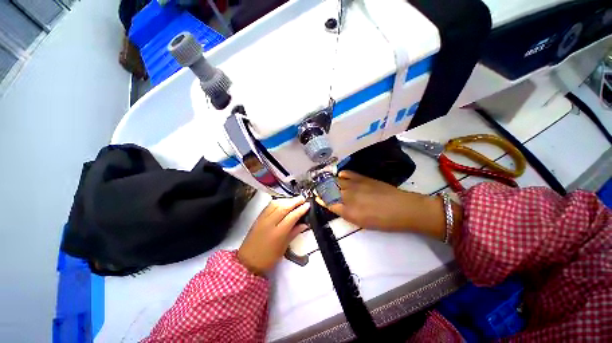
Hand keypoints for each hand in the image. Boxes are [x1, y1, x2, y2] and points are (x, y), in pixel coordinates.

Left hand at [238, 197, 310, 274]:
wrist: (248, 261)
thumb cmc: (268, 258)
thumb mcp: (283, 247)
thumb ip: (294, 233)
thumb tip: (304, 224)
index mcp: (278, 233)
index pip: (291, 216)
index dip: (300, 209)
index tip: (307, 205)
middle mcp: (269, 223)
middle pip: (284, 207)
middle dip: (295, 201)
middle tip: (303, 199)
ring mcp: (263, 219)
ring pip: (276, 204)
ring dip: (287, 200)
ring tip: (295, 200)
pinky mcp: (258, 217)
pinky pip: (269, 205)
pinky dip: (278, 201)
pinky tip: (283, 202)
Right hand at [318, 171, 448, 238]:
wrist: (402, 208)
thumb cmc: (383, 221)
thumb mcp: (361, 222)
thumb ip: (345, 213)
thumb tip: (334, 205)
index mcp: (348, 211)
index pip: (328, 203)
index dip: (321, 199)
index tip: (316, 197)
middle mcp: (348, 196)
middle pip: (329, 190)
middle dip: (322, 190)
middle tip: (319, 189)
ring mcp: (355, 185)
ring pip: (336, 181)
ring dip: (329, 182)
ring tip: (326, 183)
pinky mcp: (362, 177)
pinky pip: (347, 173)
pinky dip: (341, 174)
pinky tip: (340, 176)